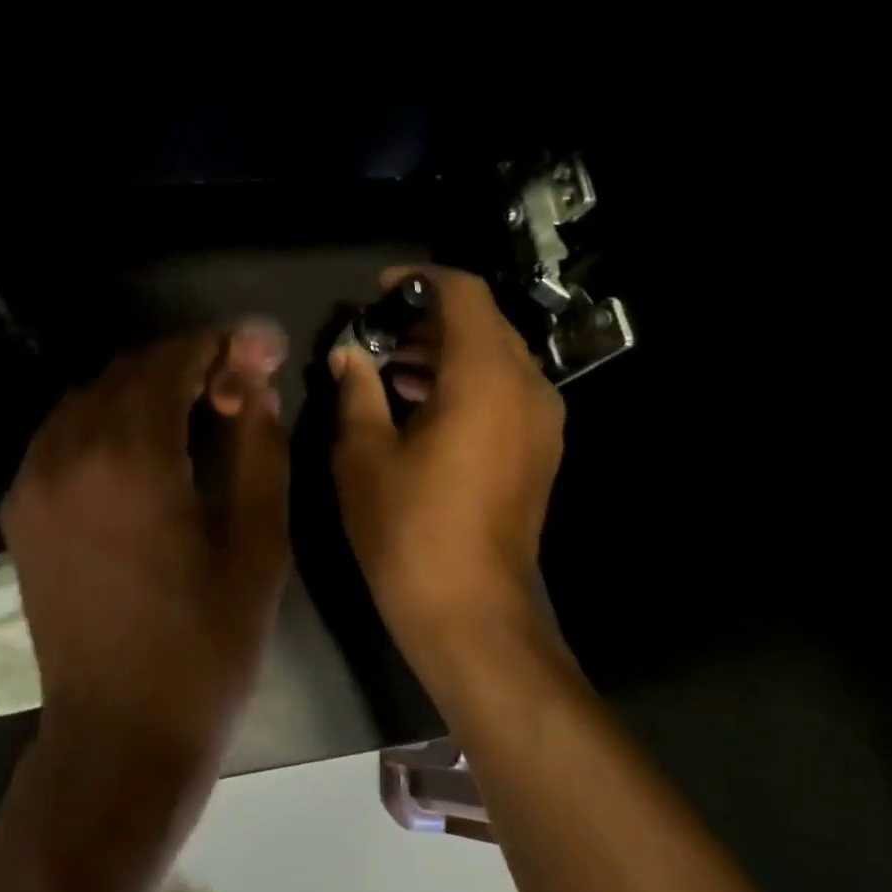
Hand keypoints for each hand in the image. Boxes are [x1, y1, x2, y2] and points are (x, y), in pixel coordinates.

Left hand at [1, 323, 289, 767]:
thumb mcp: (257, 544)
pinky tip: (140, 449)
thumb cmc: (205, 644)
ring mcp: (33, 480)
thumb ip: (258, 448)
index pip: (170, 362)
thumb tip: (254, 384)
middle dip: (182, 364)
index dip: (216, 345)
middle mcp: (68, 453)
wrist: (119, 732)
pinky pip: (61, 434)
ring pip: (89, 398)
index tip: (255, 350)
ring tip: (192, 413)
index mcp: (129, 458)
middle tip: (232, 386)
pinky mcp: (21, 510)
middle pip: (126, 372)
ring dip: (142, 389)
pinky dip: (104, 420)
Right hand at [330, 267, 564, 658]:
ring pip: (497, 357)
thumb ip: (357, 389)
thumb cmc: (406, 528)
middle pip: (484, 322)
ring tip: (392, 368)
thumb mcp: (363, 453)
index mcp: (485, 377)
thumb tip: (349, 354)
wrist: (469, 610)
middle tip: (377, 333)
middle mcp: (527, 387)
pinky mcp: (540, 450)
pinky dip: (466, 381)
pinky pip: (506, 390)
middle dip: (429, 318)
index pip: (464, 294)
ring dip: (446, 350)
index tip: (378, 292)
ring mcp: (542, 421)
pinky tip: (422, 405)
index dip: (419, 281)